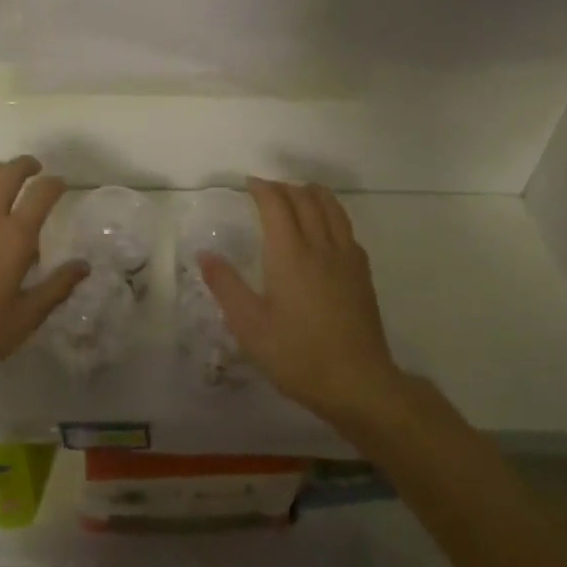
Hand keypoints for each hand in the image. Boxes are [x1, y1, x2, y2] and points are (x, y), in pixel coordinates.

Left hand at [0, 156, 87, 388]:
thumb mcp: (24, 319)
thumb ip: (56, 288)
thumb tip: (84, 265)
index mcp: (15, 238)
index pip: (42, 194)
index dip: (54, 184)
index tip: (59, 185)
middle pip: (9, 174)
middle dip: (25, 166)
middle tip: (33, 169)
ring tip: (1, 173)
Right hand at [197, 178, 401, 421]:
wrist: (357, 383)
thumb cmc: (297, 354)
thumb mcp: (249, 325)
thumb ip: (226, 286)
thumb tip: (205, 255)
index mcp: (290, 254)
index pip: (276, 204)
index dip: (262, 189)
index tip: (249, 184)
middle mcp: (320, 246)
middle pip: (306, 199)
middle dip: (285, 188)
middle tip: (267, 191)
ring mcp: (346, 258)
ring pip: (332, 208)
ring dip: (312, 194)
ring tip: (298, 195)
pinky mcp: (362, 274)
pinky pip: (346, 228)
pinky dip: (331, 215)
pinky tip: (325, 230)